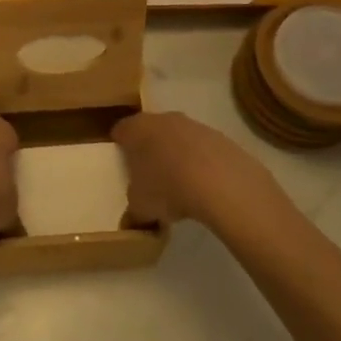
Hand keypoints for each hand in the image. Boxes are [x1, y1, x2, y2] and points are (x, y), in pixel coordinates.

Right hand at [113, 110, 274, 227]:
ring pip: (177, 138)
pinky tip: (203, 184)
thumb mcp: (140, 208)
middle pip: (149, 131)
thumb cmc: (167, 188)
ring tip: (178, 184)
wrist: (221, 182)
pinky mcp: (218, 136)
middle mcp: (162, 119)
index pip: (120, 131)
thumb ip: (132, 211)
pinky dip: (199, 162)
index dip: (119, 146)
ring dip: (175, 155)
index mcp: (136, 129)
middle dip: (148, 150)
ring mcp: (192, 125)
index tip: (121, 164)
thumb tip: (130, 220)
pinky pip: (201, 148)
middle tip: (148, 176)